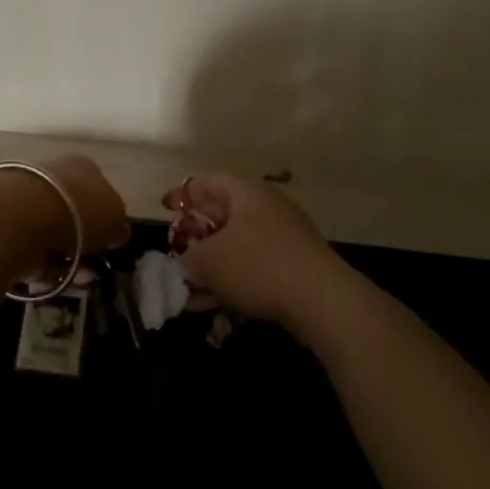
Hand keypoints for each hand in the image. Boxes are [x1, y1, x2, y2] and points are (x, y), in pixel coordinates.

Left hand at [0, 155, 129, 283]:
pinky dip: (46, 268)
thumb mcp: (115, 217)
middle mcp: (54, 176)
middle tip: (94, 264)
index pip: (98, 188)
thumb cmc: (79, 209)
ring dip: (67, 259)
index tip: (111, 240)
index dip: (106, 215)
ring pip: (53, 234)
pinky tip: (57, 280)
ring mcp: (28, 200)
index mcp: (82, 167)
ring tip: (79, 279)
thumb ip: (118, 226)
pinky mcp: (8, 226)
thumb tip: (117, 232)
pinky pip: (33, 251)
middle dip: (84, 242)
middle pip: (74, 212)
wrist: (22, 216)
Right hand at [168, 173, 346, 329]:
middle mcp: (266, 207)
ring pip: (238, 247)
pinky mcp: (295, 266)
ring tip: (191, 294)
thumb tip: (185, 263)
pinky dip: (234, 282)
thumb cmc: (259, 265)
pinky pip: (255, 268)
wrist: (323, 300)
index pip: (207, 181)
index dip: (183, 195)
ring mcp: (284, 236)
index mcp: (245, 192)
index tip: (166, 212)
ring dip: (213, 268)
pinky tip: (217, 307)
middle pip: (223, 215)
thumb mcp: (209, 261)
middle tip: (178, 257)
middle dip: (197, 239)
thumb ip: (188, 258)